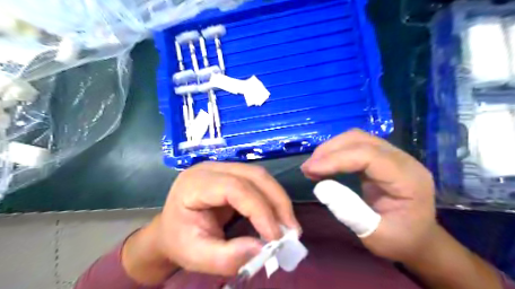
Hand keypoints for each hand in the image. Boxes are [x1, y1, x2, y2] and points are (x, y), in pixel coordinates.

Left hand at [155, 161, 297, 275]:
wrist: (172, 229)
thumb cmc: (179, 241)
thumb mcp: (197, 256)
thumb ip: (228, 257)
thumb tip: (264, 249)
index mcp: (195, 184)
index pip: (234, 187)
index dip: (259, 210)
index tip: (275, 237)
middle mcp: (211, 169)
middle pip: (253, 175)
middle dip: (277, 201)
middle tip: (292, 230)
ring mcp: (223, 168)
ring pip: (260, 176)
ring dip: (278, 199)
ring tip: (289, 224)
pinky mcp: (233, 174)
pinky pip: (259, 182)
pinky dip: (273, 198)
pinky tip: (278, 215)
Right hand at [300, 130, 435, 263]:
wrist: (418, 238)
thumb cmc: (400, 240)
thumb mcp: (376, 236)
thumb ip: (349, 212)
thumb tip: (320, 187)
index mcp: (408, 179)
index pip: (368, 156)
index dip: (336, 159)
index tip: (310, 170)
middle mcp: (402, 160)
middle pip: (360, 140)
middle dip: (329, 150)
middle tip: (308, 168)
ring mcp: (392, 156)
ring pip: (356, 139)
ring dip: (330, 149)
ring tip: (312, 166)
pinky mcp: (381, 158)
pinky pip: (355, 146)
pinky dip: (336, 152)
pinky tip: (324, 164)